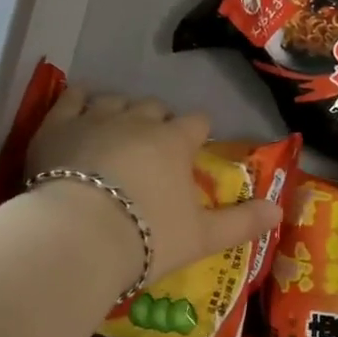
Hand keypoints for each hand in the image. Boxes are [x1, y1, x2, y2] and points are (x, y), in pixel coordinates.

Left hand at [27, 87, 281, 285]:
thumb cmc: (146, 237)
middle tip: (152, 148)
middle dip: (157, 122)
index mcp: (175, 142)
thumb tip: (280, 211)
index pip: (196, 123)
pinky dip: (78, 101)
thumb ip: (242, 222)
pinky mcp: (57, 125)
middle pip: (155, 107)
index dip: (197, 133)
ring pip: (115, 100)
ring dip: (120, 111)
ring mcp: (96, 118)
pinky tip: (78, 109)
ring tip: (115, 132)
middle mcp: (138, 121)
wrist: (77, 236)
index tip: (193, 147)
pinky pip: (71, 98)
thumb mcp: (203, 238)